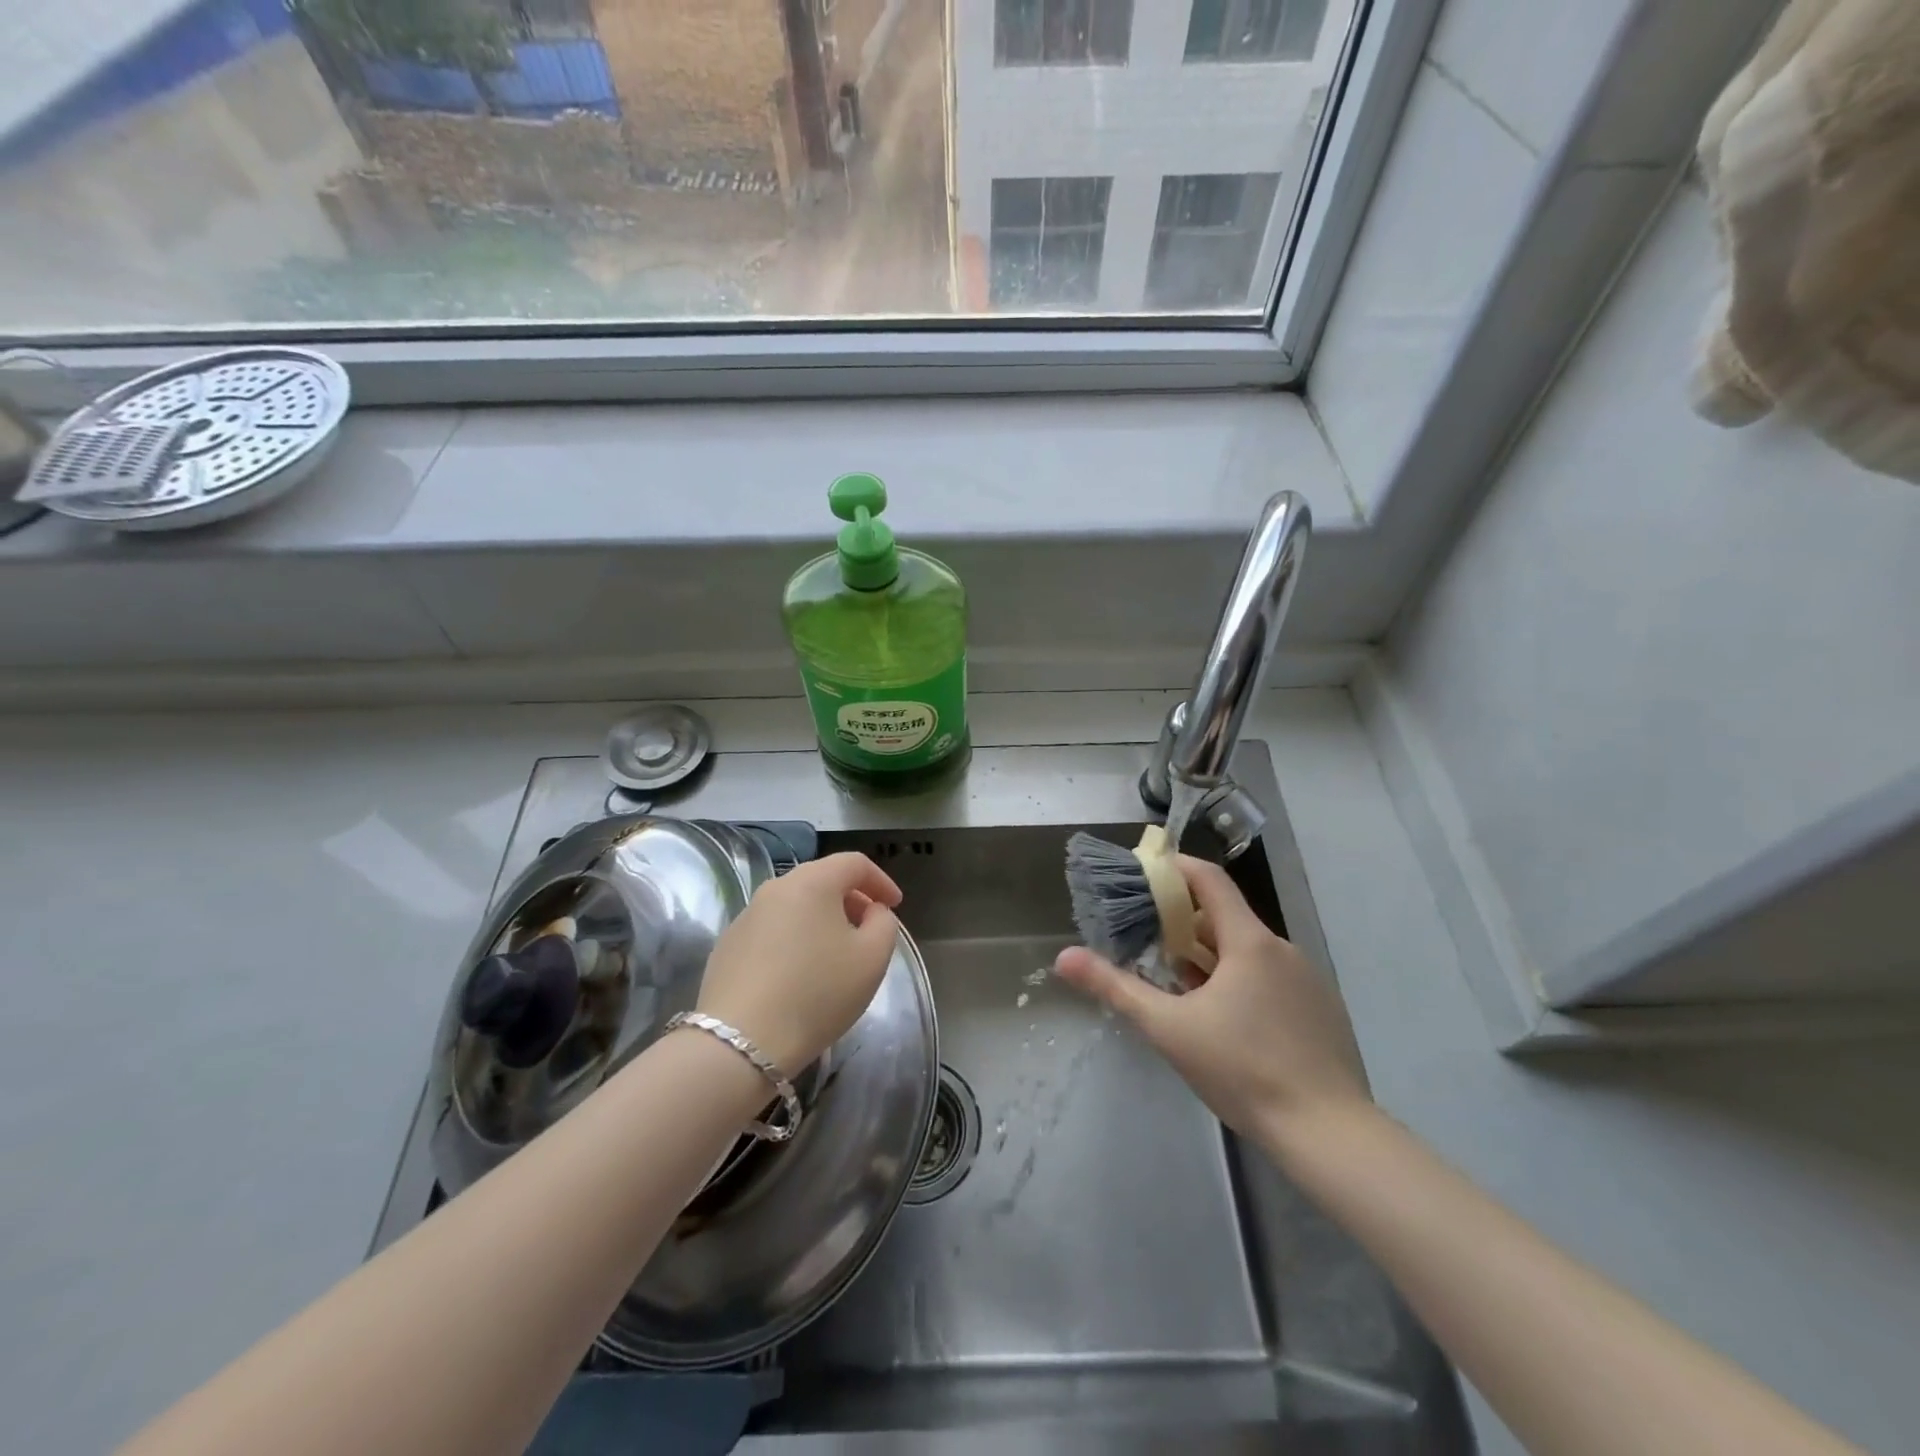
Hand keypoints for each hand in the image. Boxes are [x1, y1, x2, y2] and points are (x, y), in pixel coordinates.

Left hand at [696, 852, 902, 1074]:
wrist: (741, 1042)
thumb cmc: (817, 993)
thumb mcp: (872, 958)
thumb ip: (884, 923)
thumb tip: (872, 912)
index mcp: (812, 882)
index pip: (854, 863)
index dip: (881, 880)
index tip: (895, 906)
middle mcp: (775, 888)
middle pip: (822, 880)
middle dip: (851, 899)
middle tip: (868, 929)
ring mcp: (746, 916)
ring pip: (795, 905)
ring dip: (821, 919)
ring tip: (835, 954)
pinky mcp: (727, 945)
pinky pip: (772, 929)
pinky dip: (794, 939)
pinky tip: (799, 974)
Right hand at [1054, 855, 1370, 1149]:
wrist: (1329, 1134)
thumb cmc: (1242, 1071)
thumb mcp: (1168, 1028)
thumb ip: (1115, 988)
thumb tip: (1064, 957)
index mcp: (1249, 941)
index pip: (1209, 879)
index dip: (1175, 867)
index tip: (1143, 874)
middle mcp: (1282, 948)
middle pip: (1224, 917)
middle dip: (1184, 926)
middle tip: (1149, 948)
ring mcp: (1307, 979)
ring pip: (1247, 951)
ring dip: (1211, 959)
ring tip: (1181, 991)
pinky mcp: (1320, 1009)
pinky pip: (1271, 977)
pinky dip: (1240, 982)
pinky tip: (1227, 1025)